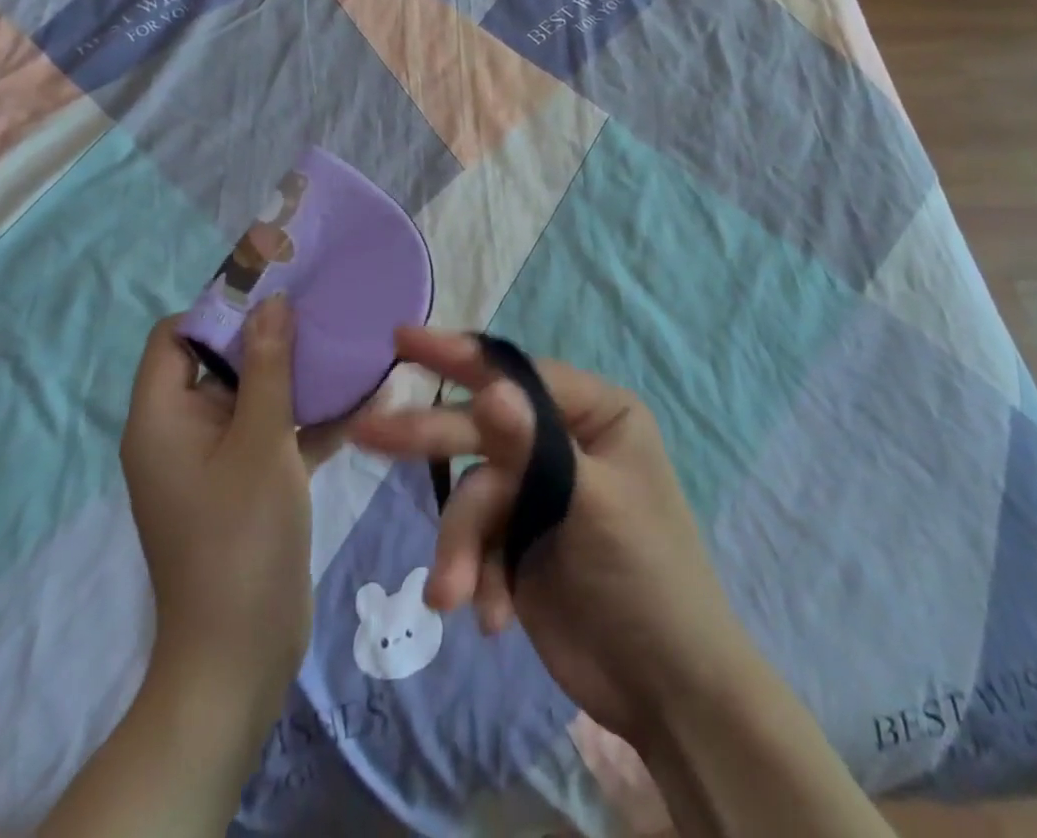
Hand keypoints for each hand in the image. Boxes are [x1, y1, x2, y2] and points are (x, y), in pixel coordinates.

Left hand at [120, 299, 337, 710]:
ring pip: (256, 397)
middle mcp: (182, 432)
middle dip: (271, 336)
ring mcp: (216, 461)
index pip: (175, 336)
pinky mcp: (248, 484)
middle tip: (322, 309)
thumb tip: (271, 301)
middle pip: (220, 362)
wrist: (241, 656)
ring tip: (349, 343)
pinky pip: (276, 435)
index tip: (274, 289)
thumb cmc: (241, 538)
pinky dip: (310, 419)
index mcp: (163, 417)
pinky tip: (367, 398)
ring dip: (299, 376)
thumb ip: (269, 367)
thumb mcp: (260, 442)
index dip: (219, 308)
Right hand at [348, 329, 756, 742]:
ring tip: (452, 594)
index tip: (402, 342)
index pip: (516, 373)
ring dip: (461, 546)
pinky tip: (493, 617)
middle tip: (369, 434)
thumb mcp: (592, 503)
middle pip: (483, 428)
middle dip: (431, 440)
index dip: (458, 355)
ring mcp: (537, 493)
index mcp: (594, 413)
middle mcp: (562, 441)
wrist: (666, 693)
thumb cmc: (647, 577)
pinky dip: (478, 576)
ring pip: (473, 496)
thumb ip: (533, 446)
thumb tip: (489, 390)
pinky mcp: (517, 542)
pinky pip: (477, 542)